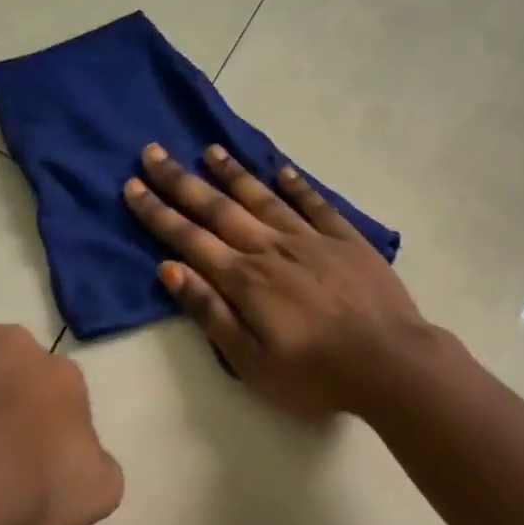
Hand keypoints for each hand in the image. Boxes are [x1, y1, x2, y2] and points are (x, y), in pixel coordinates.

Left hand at [0, 259, 123, 524]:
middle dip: (4, 406)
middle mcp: (26, 350)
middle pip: (17, 376)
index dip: (37, 437)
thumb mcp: (93, 494)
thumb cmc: (27, 490)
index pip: (58, 403)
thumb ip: (97, 467)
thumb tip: (85, 454)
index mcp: (67, 384)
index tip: (21, 467)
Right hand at [123, 143, 431, 419]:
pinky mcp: (346, 240)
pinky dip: (295, 185)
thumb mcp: (250, 361)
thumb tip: (170, 270)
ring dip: (233, 173)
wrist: (390, 363)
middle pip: (219, 209)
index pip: (189, 239)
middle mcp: (271, 249)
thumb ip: (210, 313)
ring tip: (209, 150)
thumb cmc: (314, 374)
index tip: (133, 186)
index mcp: (244, 280)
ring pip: (263, 198)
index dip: (158, 213)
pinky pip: (314, 204)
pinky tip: (280, 170)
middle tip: (154, 152)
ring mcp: (311, 240)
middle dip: (182, 182)